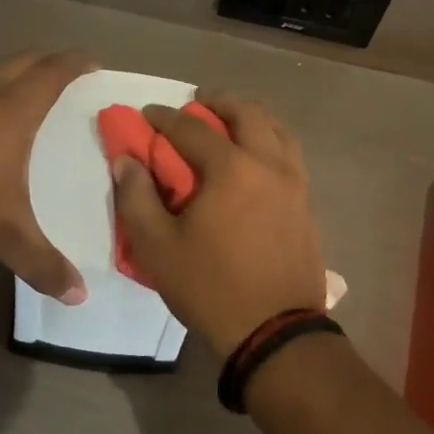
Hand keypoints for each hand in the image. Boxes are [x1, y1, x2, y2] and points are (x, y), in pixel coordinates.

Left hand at [0, 50, 96, 302]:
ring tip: (18, 85)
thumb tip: (78, 296)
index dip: (76, 63)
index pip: (54, 72)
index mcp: (14, 108)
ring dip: (9, 69)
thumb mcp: (3, 233)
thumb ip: (41, 261)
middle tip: (62, 72)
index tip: (93, 62)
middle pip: (23, 59)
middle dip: (47, 61)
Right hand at [111, 91, 325, 356]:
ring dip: (251, 116)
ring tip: (231, 122)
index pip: (193, 128)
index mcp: (231, 169)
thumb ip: (136, 197)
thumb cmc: (211, 287)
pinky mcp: (307, 203)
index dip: (165, 117)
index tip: (148, 113)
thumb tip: (126, 160)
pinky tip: (258, 156)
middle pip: (247, 113)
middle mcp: (269, 164)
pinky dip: (272, 140)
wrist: (275, 332)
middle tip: (198, 103)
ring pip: (278, 129)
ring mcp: (295, 183)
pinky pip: (291, 154)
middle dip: (218, 102)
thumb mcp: (157, 248)